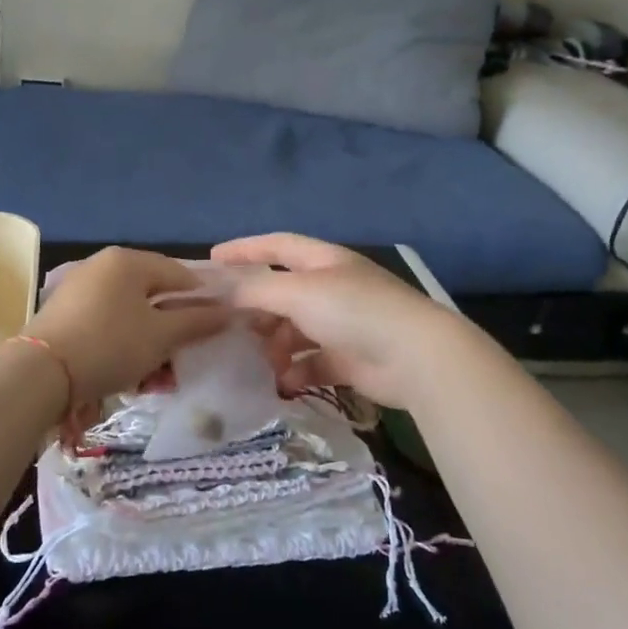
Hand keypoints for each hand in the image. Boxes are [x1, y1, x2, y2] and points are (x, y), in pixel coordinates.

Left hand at [23, 248, 227, 409]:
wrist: (39, 374)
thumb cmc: (110, 345)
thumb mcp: (161, 336)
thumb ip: (197, 322)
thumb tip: (229, 312)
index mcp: (128, 261)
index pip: (179, 274)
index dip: (202, 300)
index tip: (215, 328)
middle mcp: (103, 266)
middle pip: (154, 294)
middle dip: (173, 328)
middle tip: (184, 357)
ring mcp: (81, 289)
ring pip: (131, 314)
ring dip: (150, 343)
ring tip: (158, 376)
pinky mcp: (66, 314)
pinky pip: (108, 324)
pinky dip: (125, 345)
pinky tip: (131, 374)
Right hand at [211, 234, 465, 408]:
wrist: (415, 357)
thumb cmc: (354, 311)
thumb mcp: (298, 292)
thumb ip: (256, 289)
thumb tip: (222, 289)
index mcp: (324, 261)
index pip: (278, 246)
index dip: (245, 249)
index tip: (213, 258)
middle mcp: (332, 288)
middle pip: (283, 292)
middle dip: (257, 308)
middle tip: (229, 325)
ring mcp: (342, 325)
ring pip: (295, 331)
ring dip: (274, 345)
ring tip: (257, 360)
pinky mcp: (349, 359)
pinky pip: (312, 363)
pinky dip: (295, 371)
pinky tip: (282, 383)